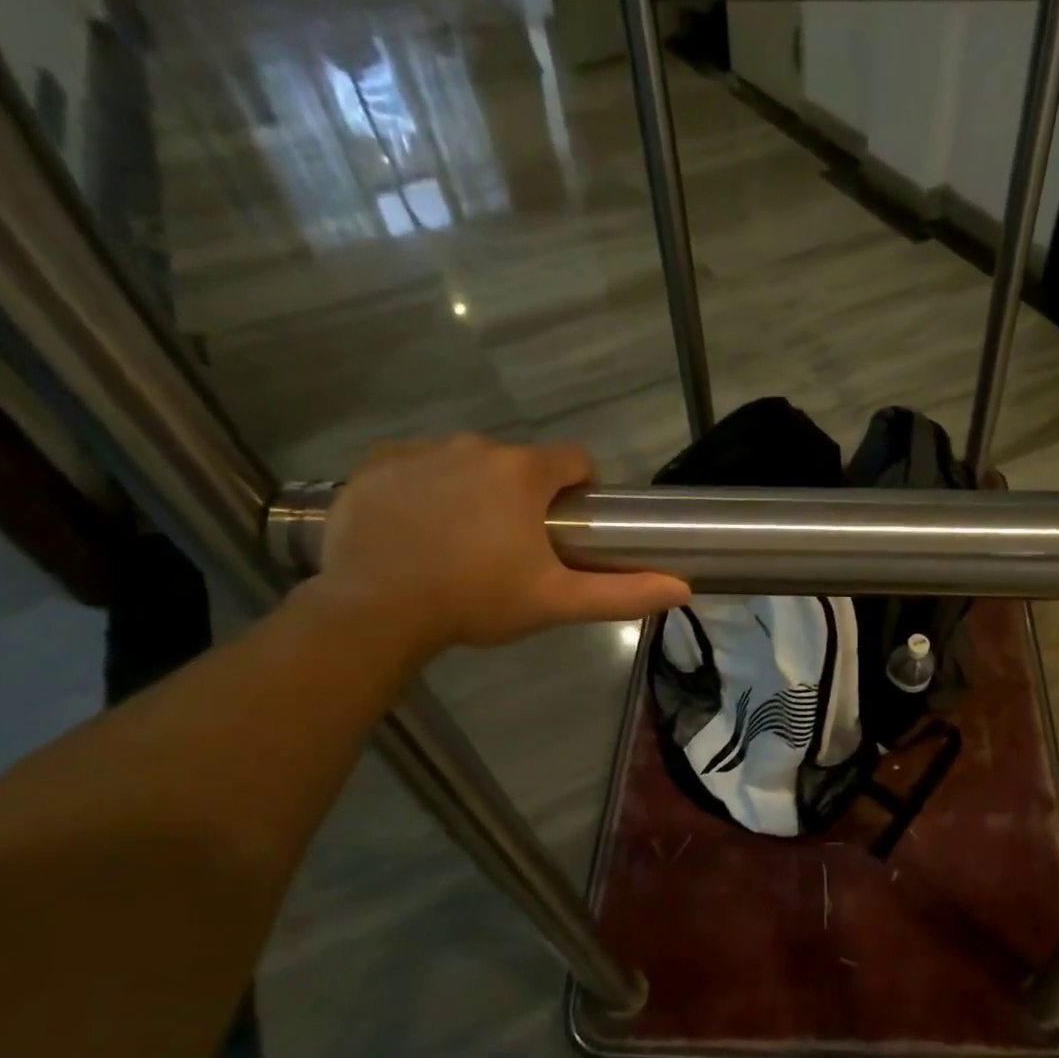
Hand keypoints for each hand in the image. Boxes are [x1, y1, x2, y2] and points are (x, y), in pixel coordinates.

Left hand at [315, 436, 688, 657]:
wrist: (374, 612)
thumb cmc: (476, 601)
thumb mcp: (557, 601)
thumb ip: (624, 593)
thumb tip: (684, 588)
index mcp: (523, 472)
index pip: (575, 460)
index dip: (581, 491)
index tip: (568, 528)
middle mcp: (474, 446)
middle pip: (520, 464)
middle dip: (525, 497)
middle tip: (513, 549)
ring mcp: (420, 451)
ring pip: (468, 463)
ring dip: (476, 491)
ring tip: (461, 543)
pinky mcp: (375, 465)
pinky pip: (417, 466)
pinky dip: (425, 489)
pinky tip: (418, 530)